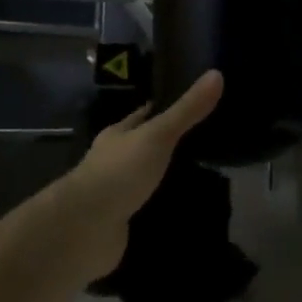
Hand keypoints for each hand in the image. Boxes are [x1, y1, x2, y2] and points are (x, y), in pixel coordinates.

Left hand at [47, 70, 223, 282]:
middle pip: (141, 146)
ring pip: (142, 179)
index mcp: (117, 135)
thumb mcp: (157, 135)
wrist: (85, 228)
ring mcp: (113, 193)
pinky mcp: (118, 223)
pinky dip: (158, 209)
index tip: (187, 103)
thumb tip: (216, 73)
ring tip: (198, 176)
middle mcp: (112, 160)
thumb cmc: (120, 172)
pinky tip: (180, 210)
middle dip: (164, 145)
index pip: (142, 115)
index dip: (161, 108)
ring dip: (162, 178)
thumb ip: (186, 111)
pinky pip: (143, 211)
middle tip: (202, 142)